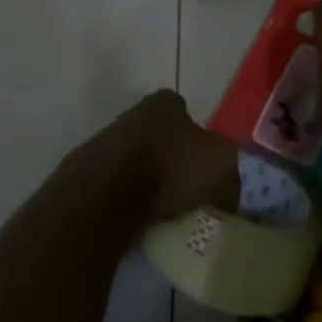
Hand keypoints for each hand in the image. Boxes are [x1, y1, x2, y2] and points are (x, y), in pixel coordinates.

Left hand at [88, 89, 239, 226]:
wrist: (106, 196)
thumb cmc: (171, 166)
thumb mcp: (220, 164)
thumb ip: (231, 171)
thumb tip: (230, 192)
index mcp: (165, 103)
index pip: (186, 111)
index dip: (199, 136)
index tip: (206, 164)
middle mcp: (135, 114)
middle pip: (161, 135)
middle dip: (173, 158)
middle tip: (190, 188)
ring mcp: (108, 143)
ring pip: (139, 160)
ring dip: (150, 180)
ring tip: (167, 209)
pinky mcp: (90, 175)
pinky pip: (120, 187)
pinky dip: (130, 200)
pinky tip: (142, 218)